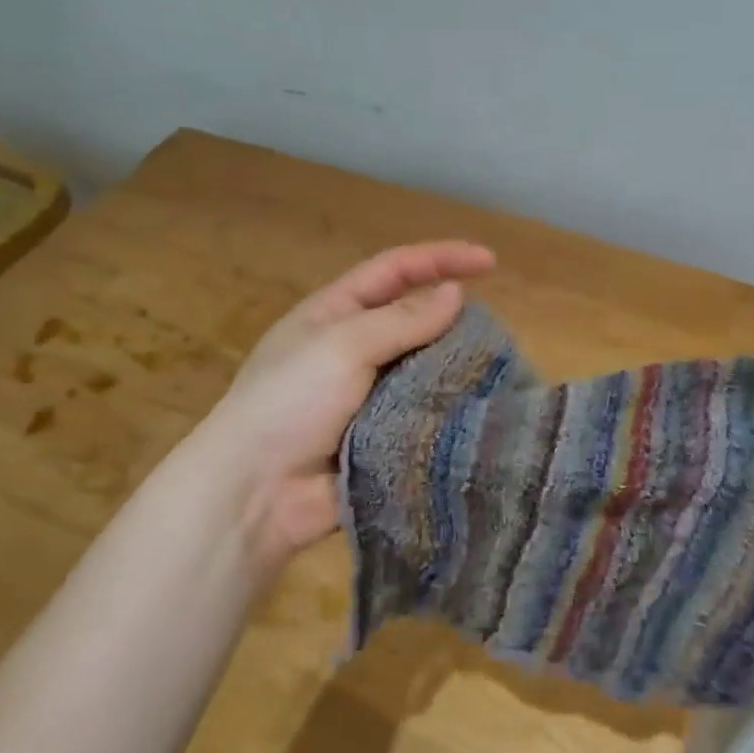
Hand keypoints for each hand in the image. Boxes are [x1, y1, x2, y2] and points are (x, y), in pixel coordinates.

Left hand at [195, 241, 494, 575]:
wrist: (255, 493)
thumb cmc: (290, 402)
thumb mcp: (342, 346)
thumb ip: (402, 320)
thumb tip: (455, 293)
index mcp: (335, 314)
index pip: (395, 270)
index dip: (440, 259)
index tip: (489, 262)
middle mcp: (354, 349)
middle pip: (414, 320)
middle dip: (453, 319)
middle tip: (496, 331)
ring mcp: (369, 396)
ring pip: (425, 370)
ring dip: (456, 368)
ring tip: (498, 371)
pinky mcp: (383, 437)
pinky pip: (424, 416)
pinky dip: (448, 411)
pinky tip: (481, 411)